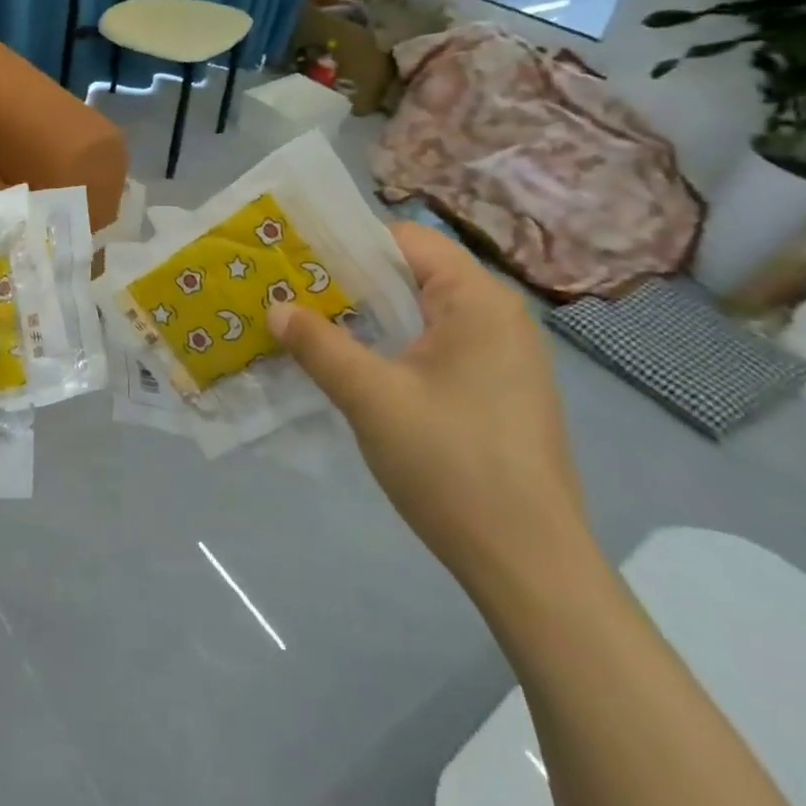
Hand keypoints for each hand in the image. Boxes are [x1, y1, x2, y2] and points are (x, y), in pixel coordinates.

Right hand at [268, 223, 594, 602]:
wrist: (529, 565)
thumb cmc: (451, 464)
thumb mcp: (370, 398)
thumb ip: (319, 345)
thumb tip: (276, 308)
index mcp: (478, 301)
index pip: (406, 240)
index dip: (349, 243)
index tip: (297, 259)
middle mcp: (499, 316)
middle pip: (414, 273)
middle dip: (352, 280)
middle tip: (294, 291)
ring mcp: (505, 356)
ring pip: (423, 312)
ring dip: (371, 315)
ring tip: (314, 325)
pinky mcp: (501, 390)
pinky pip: (439, 344)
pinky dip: (396, 344)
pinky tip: (359, 367)